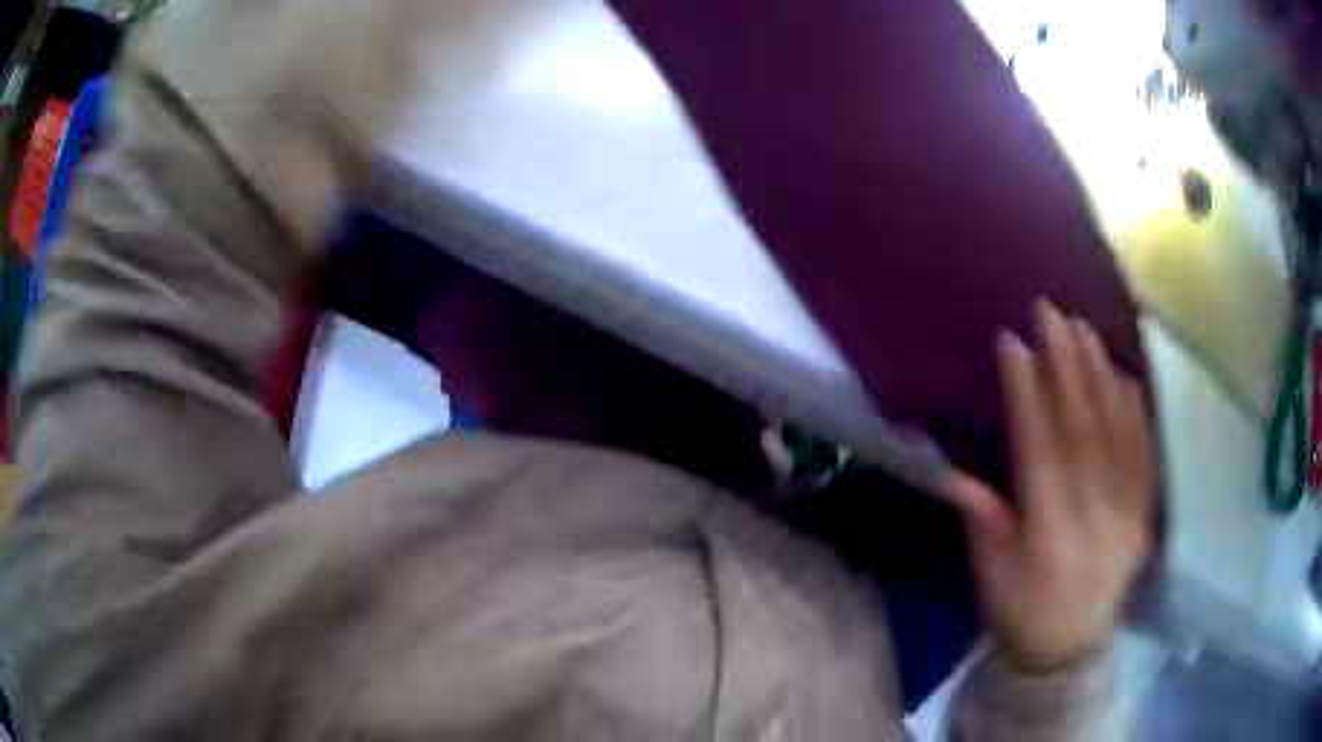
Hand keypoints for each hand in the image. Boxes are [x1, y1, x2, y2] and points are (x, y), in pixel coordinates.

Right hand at [943, 301, 1155, 672]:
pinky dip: (1136, 412)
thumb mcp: (988, 577)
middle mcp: (1093, 518)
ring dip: (1100, 375)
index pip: (1040, 452)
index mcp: (1048, 535)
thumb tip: (956, 468)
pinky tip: (1125, 375)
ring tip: (1084, 328)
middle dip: (1066, 365)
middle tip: (1052, 312)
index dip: (1027, 394)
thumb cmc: (1020, 612)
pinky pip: (1144, 456)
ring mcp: (1126, 514)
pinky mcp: (1145, 515)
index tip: (1013, 342)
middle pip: (1082, 430)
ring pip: (1117, 434)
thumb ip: (982, 521)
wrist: (1070, 649)